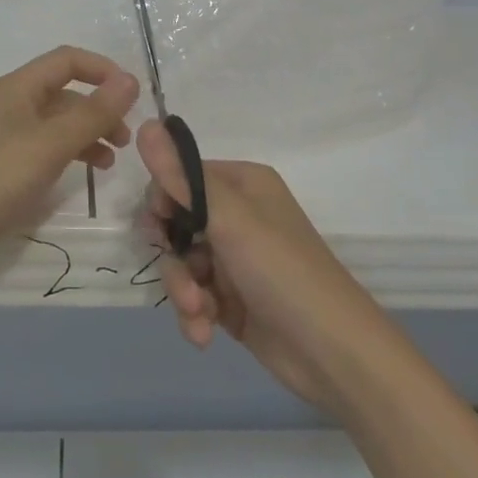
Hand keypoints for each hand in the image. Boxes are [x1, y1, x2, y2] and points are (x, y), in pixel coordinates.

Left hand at [0, 46, 139, 289]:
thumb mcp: (51, 144)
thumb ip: (93, 113)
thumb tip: (131, 80)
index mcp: (17, 88)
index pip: (67, 61)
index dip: (103, 70)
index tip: (133, 96)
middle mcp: (9, 106)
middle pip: (63, 93)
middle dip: (99, 109)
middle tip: (125, 139)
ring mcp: (3, 139)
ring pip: (55, 125)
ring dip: (86, 135)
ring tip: (110, 162)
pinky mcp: (0, 170)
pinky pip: (43, 151)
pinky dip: (67, 157)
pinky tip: (81, 177)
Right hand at [138, 121, 394, 413]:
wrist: (332, 352)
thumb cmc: (282, 271)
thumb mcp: (229, 219)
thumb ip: (182, 177)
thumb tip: (144, 124)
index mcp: (242, 184)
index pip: (181, 177)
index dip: (163, 202)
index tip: (158, 227)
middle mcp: (238, 216)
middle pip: (176, 223)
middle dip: (172, 255)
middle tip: (181, 275)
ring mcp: (234, 260)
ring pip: (182, 264)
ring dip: (183, 291)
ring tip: (200, 312)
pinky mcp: (232, 299)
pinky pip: (194, 295)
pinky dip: (194, 314)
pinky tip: (204, 333)